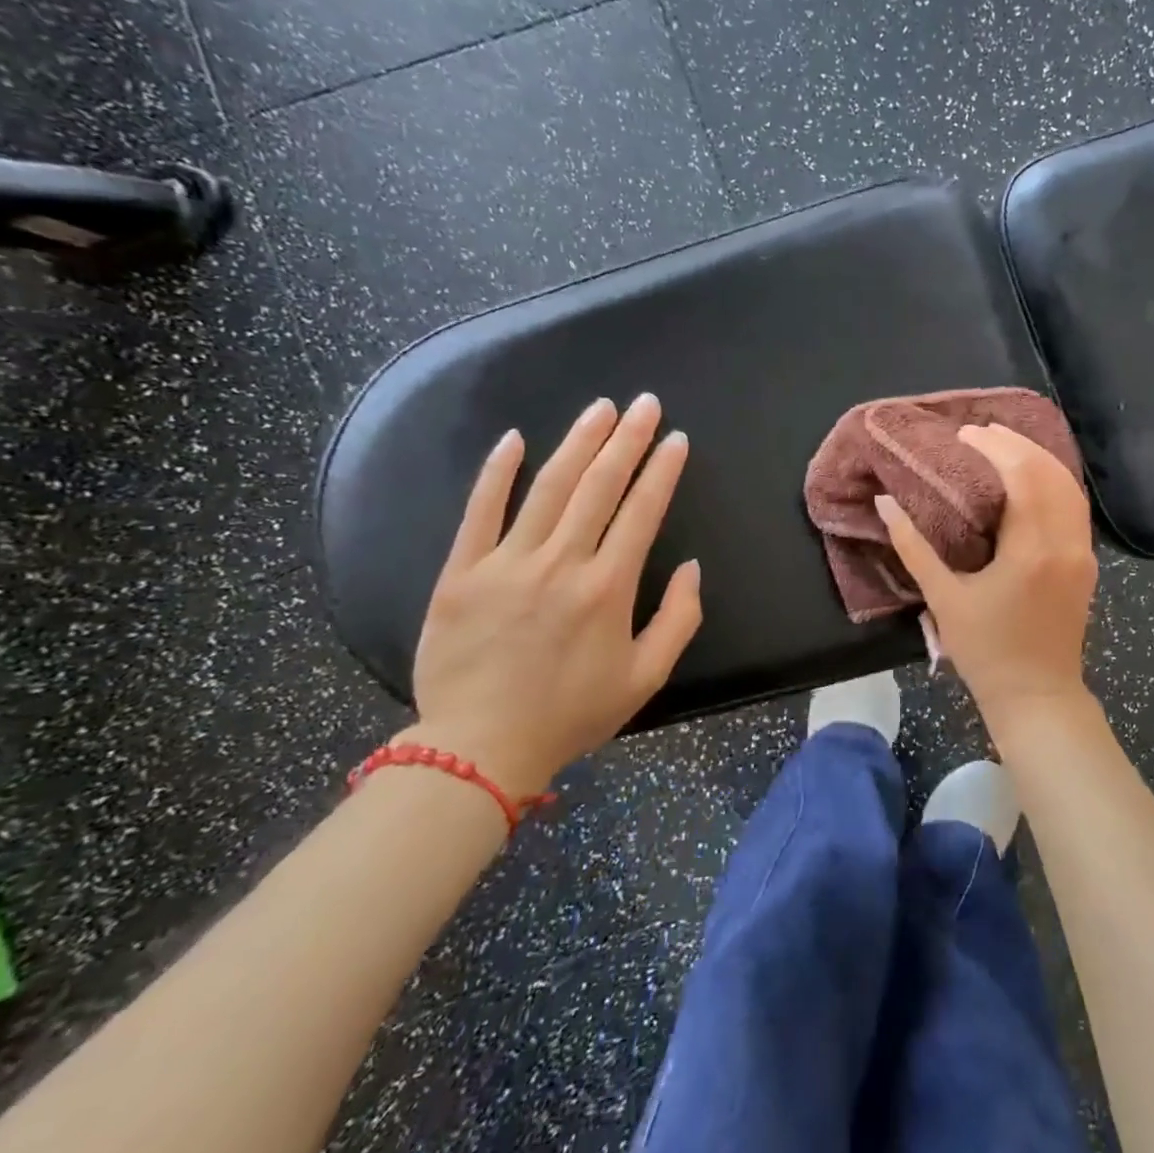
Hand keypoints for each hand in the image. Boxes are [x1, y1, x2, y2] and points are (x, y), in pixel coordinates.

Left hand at [406, 394, 702, 795]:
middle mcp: (561, 563)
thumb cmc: (572, 713)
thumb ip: (679, 619)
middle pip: (599, 486)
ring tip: (600, 408)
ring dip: (578, 442)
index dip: (662, 470)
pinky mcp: (461, 573)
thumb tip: (692, 567)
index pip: (642, 511)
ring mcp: (507, 563)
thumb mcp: (646, 677)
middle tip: (644, 403)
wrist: (479, 748)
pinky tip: (515, 439)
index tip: (676, 439)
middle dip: (627, 439)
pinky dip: (497, 472)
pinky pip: (480, 512)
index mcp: (608, 588)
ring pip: (549, 488)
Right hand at [875, 424, 1097, 715]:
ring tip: (1003, 445)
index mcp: (1032, 549)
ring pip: (1069, 487)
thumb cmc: (986, 652)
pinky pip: (1075, 508)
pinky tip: (1030, 478)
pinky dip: (1054, 482)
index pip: (1023, 475)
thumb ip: (913, 547)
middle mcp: (1066, 543)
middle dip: (1017, 445)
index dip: (995, 447)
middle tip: (981, 433)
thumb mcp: (943, 598)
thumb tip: (885, 503)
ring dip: (1039, 459)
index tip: (965, 435)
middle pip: (1051, 472)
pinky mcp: (1087, 564)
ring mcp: (1083, 553)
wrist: (1038, 696)